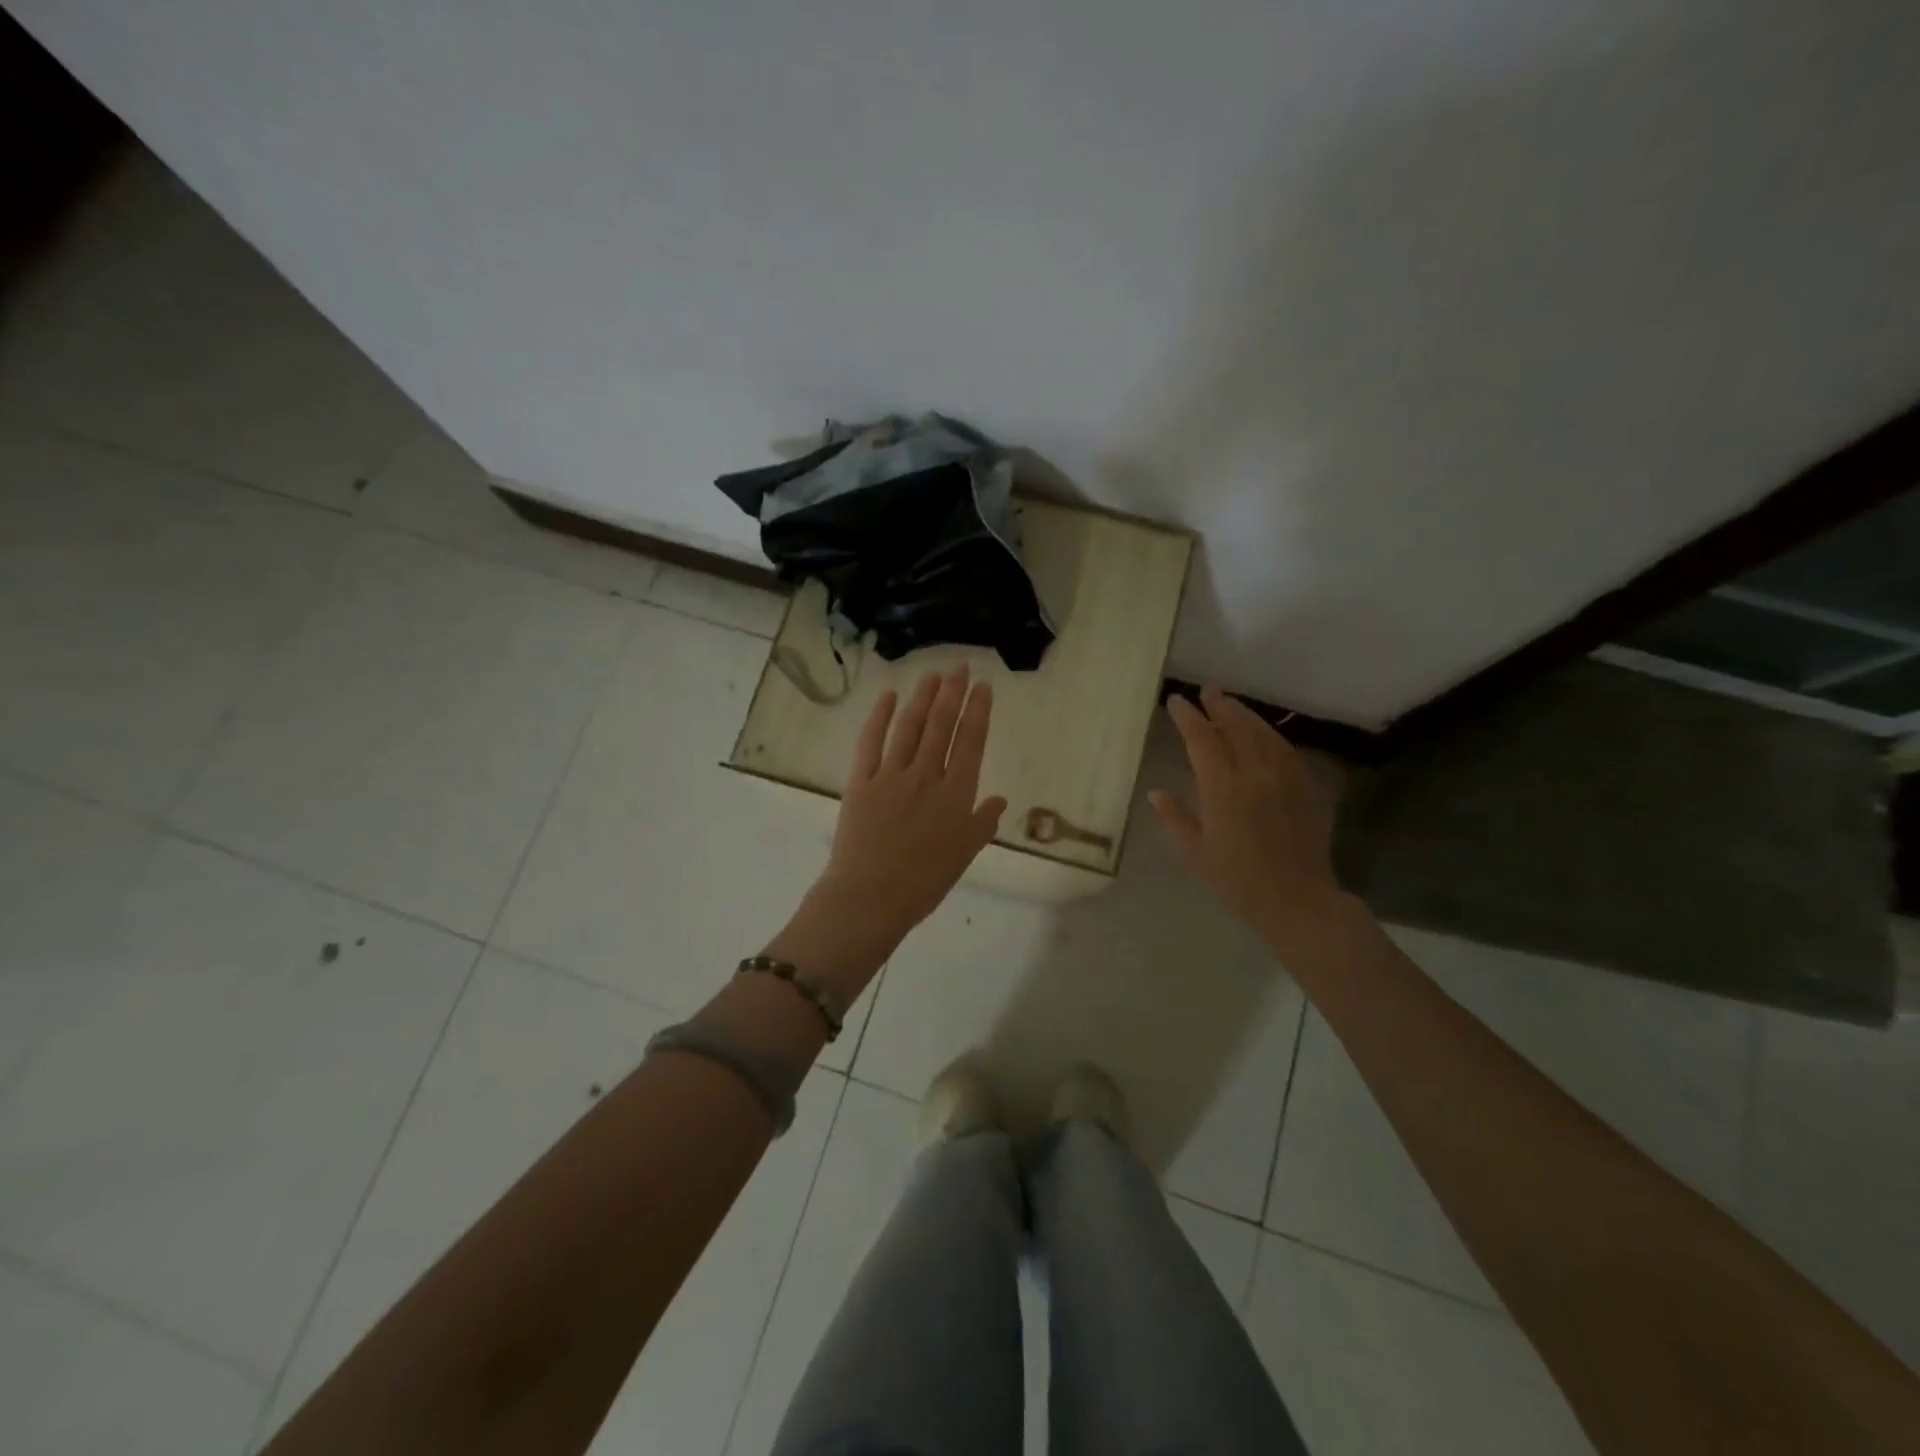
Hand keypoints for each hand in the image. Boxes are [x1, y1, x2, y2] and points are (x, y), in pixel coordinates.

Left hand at [820, 663, 1006, 929]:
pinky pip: (870, 742)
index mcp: (955, 794)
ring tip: (932, 674)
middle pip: (941, 725)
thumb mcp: (964, 855)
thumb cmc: (923, 882)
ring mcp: (891, 775)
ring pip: (910, 726)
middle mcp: (925, 775)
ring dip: (922, 697)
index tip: (982, 686)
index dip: (978, 711)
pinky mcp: (861, 781)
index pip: (970, 742)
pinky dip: (879, 717)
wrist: (871, 897)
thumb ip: (982, 823)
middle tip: (959, 666)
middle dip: (952, 692)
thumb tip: (1000, 800)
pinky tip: (888, 697)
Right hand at [1150, 687, 1351, 948]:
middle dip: (1219, 705)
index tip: (1175, 701)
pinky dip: (1268, 734)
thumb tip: (1157, 793)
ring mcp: (1283, 778)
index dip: (1187, 717)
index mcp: (1222, 789)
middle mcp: (1254, 774)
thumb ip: (1175, 818)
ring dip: (1244, 714)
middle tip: (1206, 691)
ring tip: (1229, 704)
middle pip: (1235, 726)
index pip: (1202, 740)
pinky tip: (1262, 733)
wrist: (1297, 901)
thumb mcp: (1195, 854)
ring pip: (1262, 733)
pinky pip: (1284, 749)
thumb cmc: (1237, 882)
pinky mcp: (1304, 787)